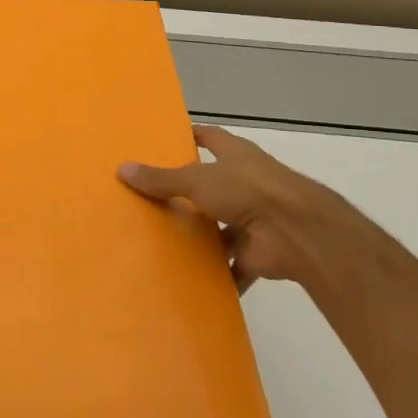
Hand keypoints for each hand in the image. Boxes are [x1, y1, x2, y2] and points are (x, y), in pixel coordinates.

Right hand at [120, 125, 341, 290]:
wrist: (296, 232)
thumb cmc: (247, 190)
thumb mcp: (196, 179)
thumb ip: (161, 179)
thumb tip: (122, 168)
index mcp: (234, 155)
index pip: (209, 138)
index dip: (190, 137)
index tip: (165, 141)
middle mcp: (244, 183)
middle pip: (211, 184)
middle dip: (187, 193)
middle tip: (150, 198)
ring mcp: (252, 218)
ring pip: (219, 226)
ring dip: (201, 236)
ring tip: (161, 241)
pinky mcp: (256, 252)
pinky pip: (231, 265)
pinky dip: (216, 274)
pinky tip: (188, 280)